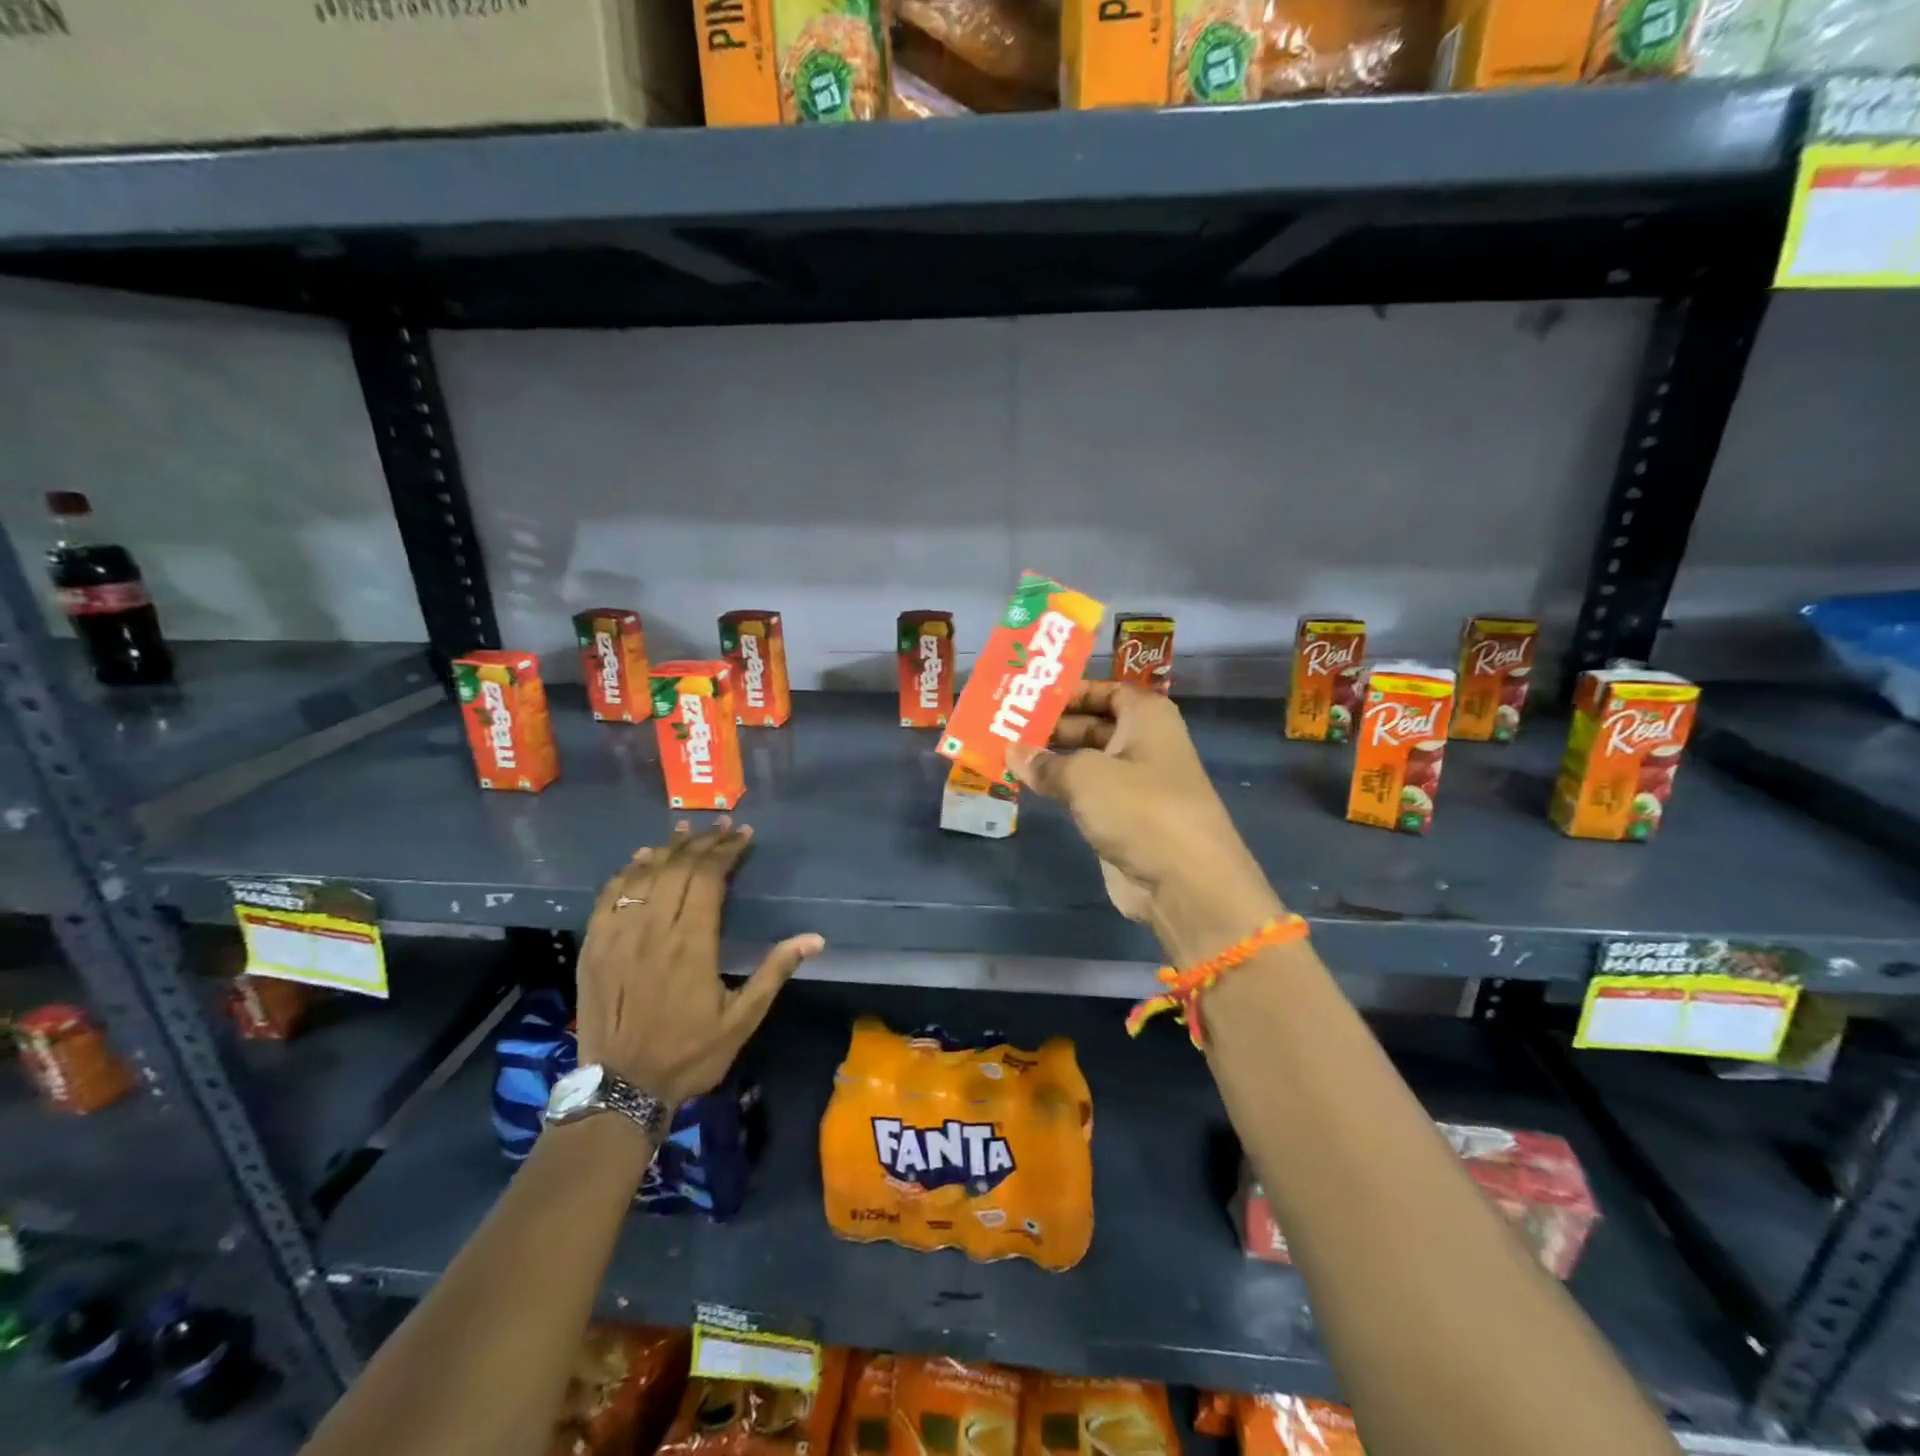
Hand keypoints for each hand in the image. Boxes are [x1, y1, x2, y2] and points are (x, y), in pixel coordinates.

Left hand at [575, 819, 823, 1106]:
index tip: (743, 835)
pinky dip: (628, 872)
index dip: (728, 851)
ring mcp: (619, 935)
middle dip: (703, 842)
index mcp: (693, 943)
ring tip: (686, 831)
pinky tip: (641, 860)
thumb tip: (814, 938)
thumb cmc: (689, 1054)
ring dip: (668, 849)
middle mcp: (654, 929)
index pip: (710, 878)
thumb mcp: (742, 1020)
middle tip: (722, 826)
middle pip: (679, 868)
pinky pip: (610, 896)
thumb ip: (774, 972)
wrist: (621, 1089)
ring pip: (645, 875)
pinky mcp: (594, 946)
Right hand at [1009, 683, 1282, 963]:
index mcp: (1147, 717)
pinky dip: (1060, 788)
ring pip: (1087, 761)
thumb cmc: (1139, 808)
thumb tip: (1012, 751)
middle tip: (1005, 726)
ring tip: (1005, 752)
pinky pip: (1086, 793)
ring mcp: (1135, 783)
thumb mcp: (1085, 776)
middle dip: (1052, 725)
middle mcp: (1144, 744)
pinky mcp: (1124, 818)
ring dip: (1051, 759)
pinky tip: (1027, 785)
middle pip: (1093, 724)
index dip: (1070, 691)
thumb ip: (1045, 762)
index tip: (1029, 695)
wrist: (1183, 882)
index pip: (1105, 690)